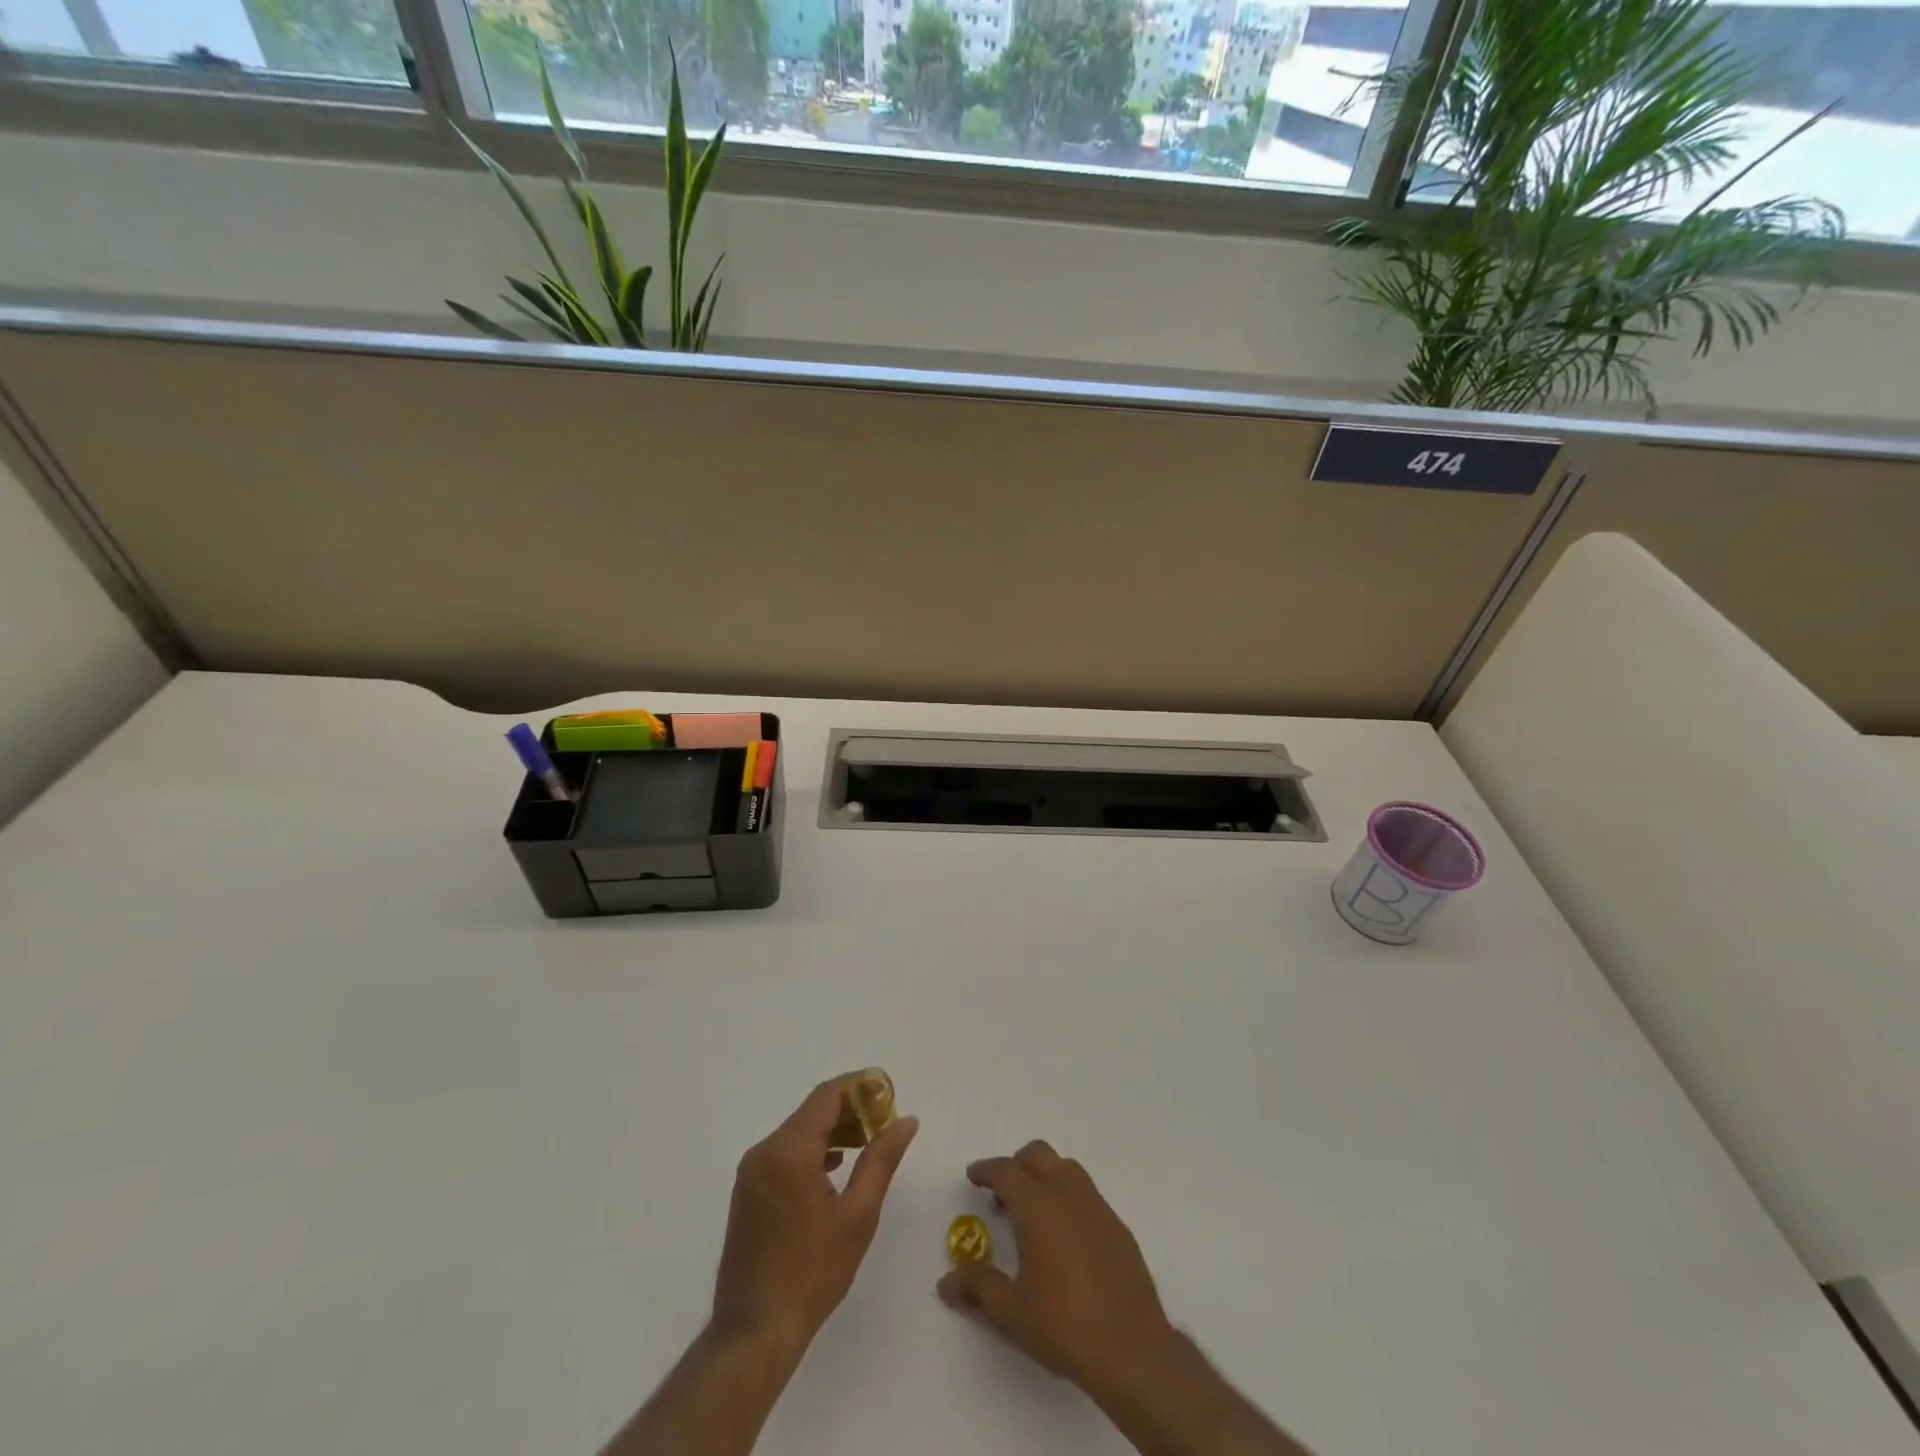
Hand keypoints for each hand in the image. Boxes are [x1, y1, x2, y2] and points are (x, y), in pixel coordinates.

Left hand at [711, 1071, 919, 1360]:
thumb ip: (881, 1159)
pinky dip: (813, 1150)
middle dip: (850, 1109)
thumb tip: (906, 1120)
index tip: (889, 1092)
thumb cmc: (812, 1272)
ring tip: (868, 1143)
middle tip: (885, 1122)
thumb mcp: (858, 1214)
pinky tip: (836, 1167)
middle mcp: (765, 1150)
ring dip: (833, 1130)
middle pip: (812, 1111)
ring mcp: (752, 1172)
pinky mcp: (748, 1192)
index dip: (860, 1087)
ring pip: (798, 1132)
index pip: (827, 1096)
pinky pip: (785, 1153)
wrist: (754, 1332)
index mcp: (789, 1149)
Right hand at [936, 1139, 1177, 1398]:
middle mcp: (1067, 1194)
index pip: (1006, 1171)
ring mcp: (1097, 1207)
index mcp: (1038, 1205)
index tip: (974, 1175)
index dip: (987, 1170)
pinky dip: (1069, 1199)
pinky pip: (1087, 1195)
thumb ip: (978, 1287)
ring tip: (1034, 1214)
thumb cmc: (1063, 1325)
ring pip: (1066, 1169)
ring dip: (1045, 1177)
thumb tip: (947, 1280)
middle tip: (1002, 1195)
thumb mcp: (1011, 1311)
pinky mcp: (1118, 1226)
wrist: (1132, 1349)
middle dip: (1017, 1166)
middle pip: (1038, 1156)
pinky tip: (1066, 1238)